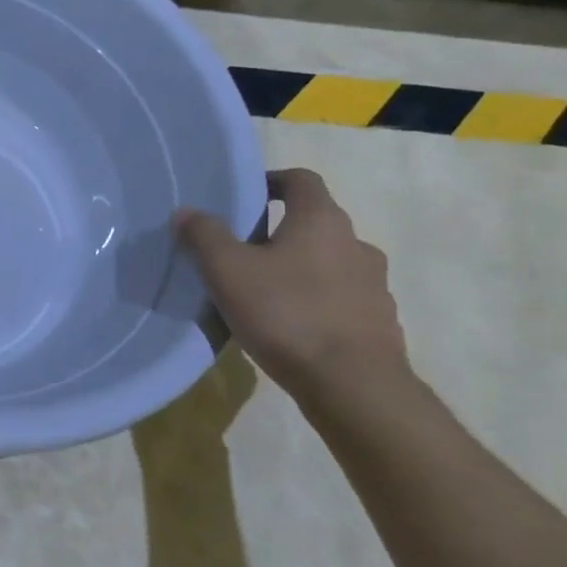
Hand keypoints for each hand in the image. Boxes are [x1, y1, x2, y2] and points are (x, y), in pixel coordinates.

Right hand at [177, 168, 408, 399]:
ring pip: (330, 262)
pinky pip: (342, 299)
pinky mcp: (379, 322)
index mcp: (321, 221)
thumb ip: (204, 235)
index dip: (272, 180)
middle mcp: (356, 243)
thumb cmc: (286, 314)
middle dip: (280, 230)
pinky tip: (292, 325)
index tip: (244, 196)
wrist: (354, 386)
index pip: (301, 180)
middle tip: (242, 250)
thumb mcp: (227, 270)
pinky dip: (318, 301)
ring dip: (301, 268)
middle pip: (315, 222)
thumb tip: (186, 212)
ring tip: (265, 292)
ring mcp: (374, 285)